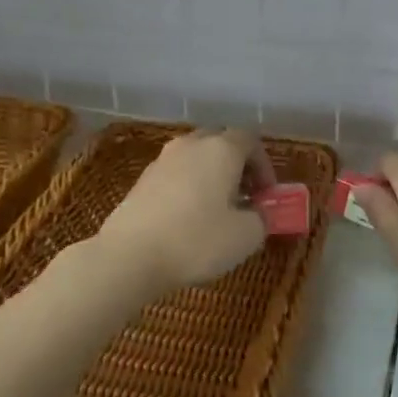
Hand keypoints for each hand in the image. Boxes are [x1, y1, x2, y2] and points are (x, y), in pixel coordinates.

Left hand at [95, 129, 274, 293]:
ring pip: (196, 158)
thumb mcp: (245, 236)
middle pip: (221, 142)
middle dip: (237, 166)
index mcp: (221, 148)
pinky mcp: (141, 180)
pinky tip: (188, 219)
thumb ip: (261, 218)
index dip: (265, 166)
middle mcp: (191, 144)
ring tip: (217, 210)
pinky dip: (188, 188)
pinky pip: (175, 174)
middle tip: (245, 197)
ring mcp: (162, 160)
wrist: (129, 256)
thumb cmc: (196, 240)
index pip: (251, 140)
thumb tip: (258, 212)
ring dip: (211, 176)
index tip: (267, 195)